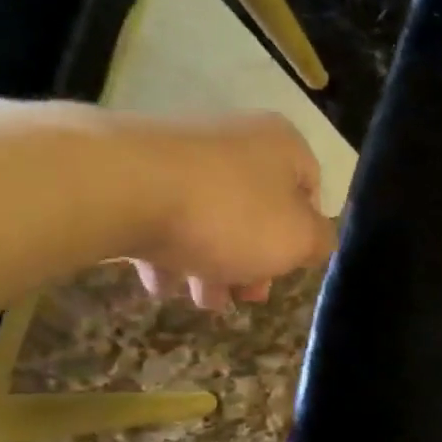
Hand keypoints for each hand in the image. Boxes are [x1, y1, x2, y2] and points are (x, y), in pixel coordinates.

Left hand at [121, 112, 335, 309]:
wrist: (121, 186)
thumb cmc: (231, 214)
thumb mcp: (299, 239)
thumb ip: (320, 242)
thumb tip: (318, 240)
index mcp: (281, 146)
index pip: (311, 190)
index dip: (305, 235)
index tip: (291, 268)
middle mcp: (235, 139)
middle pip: (259, 210)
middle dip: (255, 261)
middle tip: (247, 296)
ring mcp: (181, 153)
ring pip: (212, 219)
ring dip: (214, 266)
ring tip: (204, 302)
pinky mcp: (135, 172)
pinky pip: (165, 218)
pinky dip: (169, 253)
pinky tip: (162, 285)